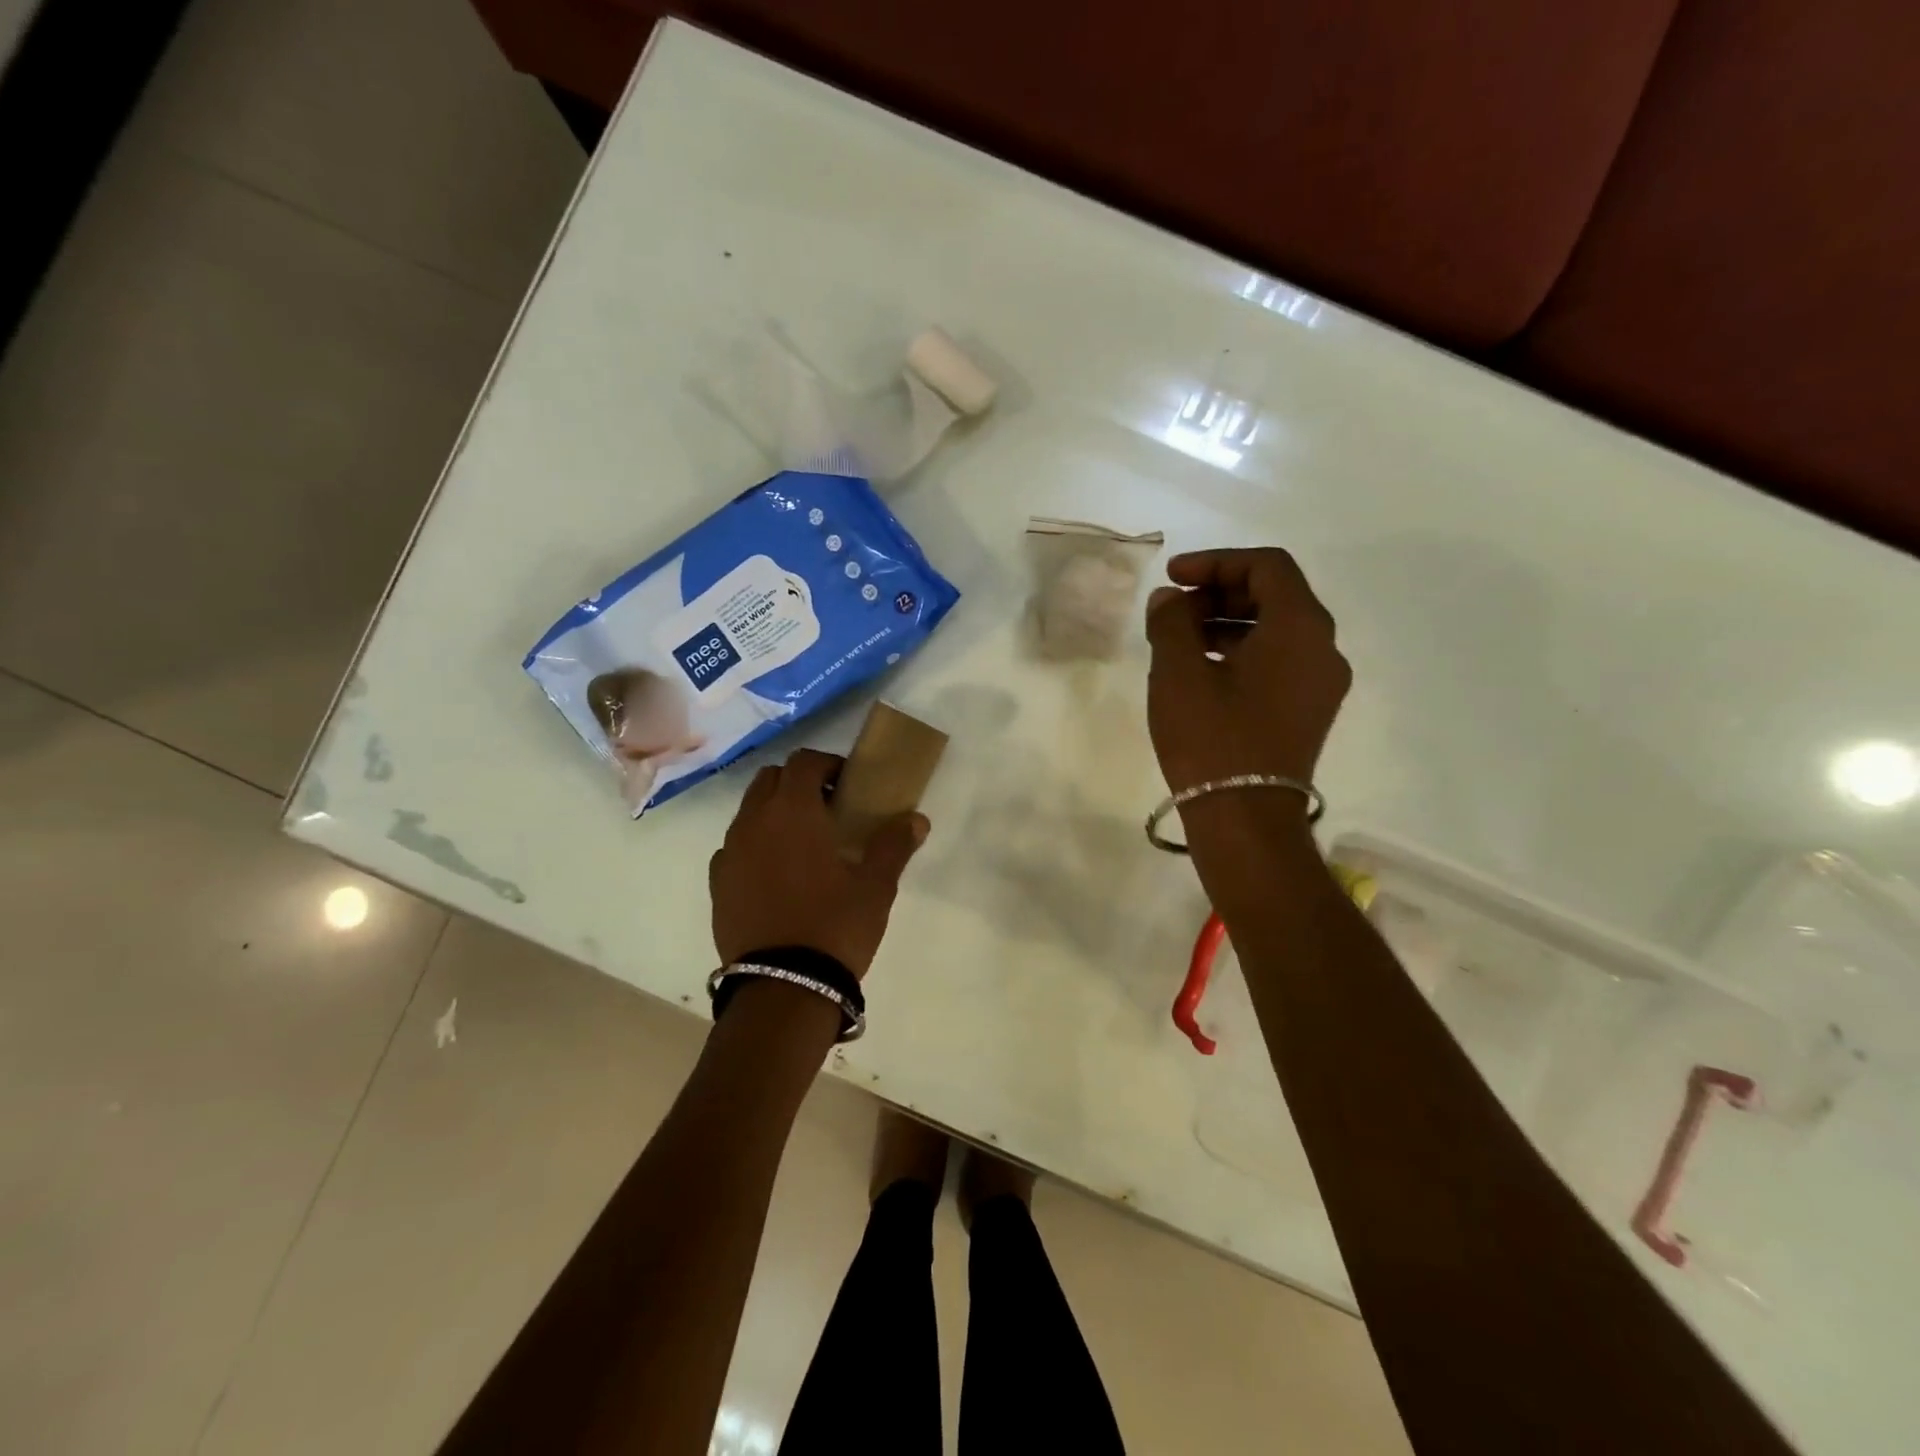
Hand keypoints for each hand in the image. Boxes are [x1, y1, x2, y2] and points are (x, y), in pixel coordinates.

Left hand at [709, 748, 929, 977]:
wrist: (783, 988)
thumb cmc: (835, 926)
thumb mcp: (876, 886)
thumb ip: (894, 844)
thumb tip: (916, 819)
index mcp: (792, 811)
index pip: (804, 762)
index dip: (827, 764)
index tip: (847, 783)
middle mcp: (753, 822)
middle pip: (770, 779)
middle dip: (797, 782)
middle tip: (827, 808)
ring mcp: (730, 853)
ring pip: (749, 811)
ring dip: (774, 812)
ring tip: (803, 843)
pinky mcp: (717, 884)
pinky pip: (735, 847)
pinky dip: (755, 845)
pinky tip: (777, 874)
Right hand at [1143, 548, 1350, 792]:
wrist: (1245, 820)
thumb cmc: (1212, 738)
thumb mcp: (1178, 672)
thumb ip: (1172, 621)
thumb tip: (1170, 599)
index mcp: (1300, 627)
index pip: (1266, 567)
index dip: (1215, 562)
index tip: (1172, 577)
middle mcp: (1323, 648)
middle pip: (1275, 595)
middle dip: (1220, 592)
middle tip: (1173, 608)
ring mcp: (1320, 684)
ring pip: (1276, 630)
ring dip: (1227, 622)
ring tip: (1179, 640)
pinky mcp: (1308, 712)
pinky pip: (1278, 662)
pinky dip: (1241, 652)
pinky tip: (1201, 671)